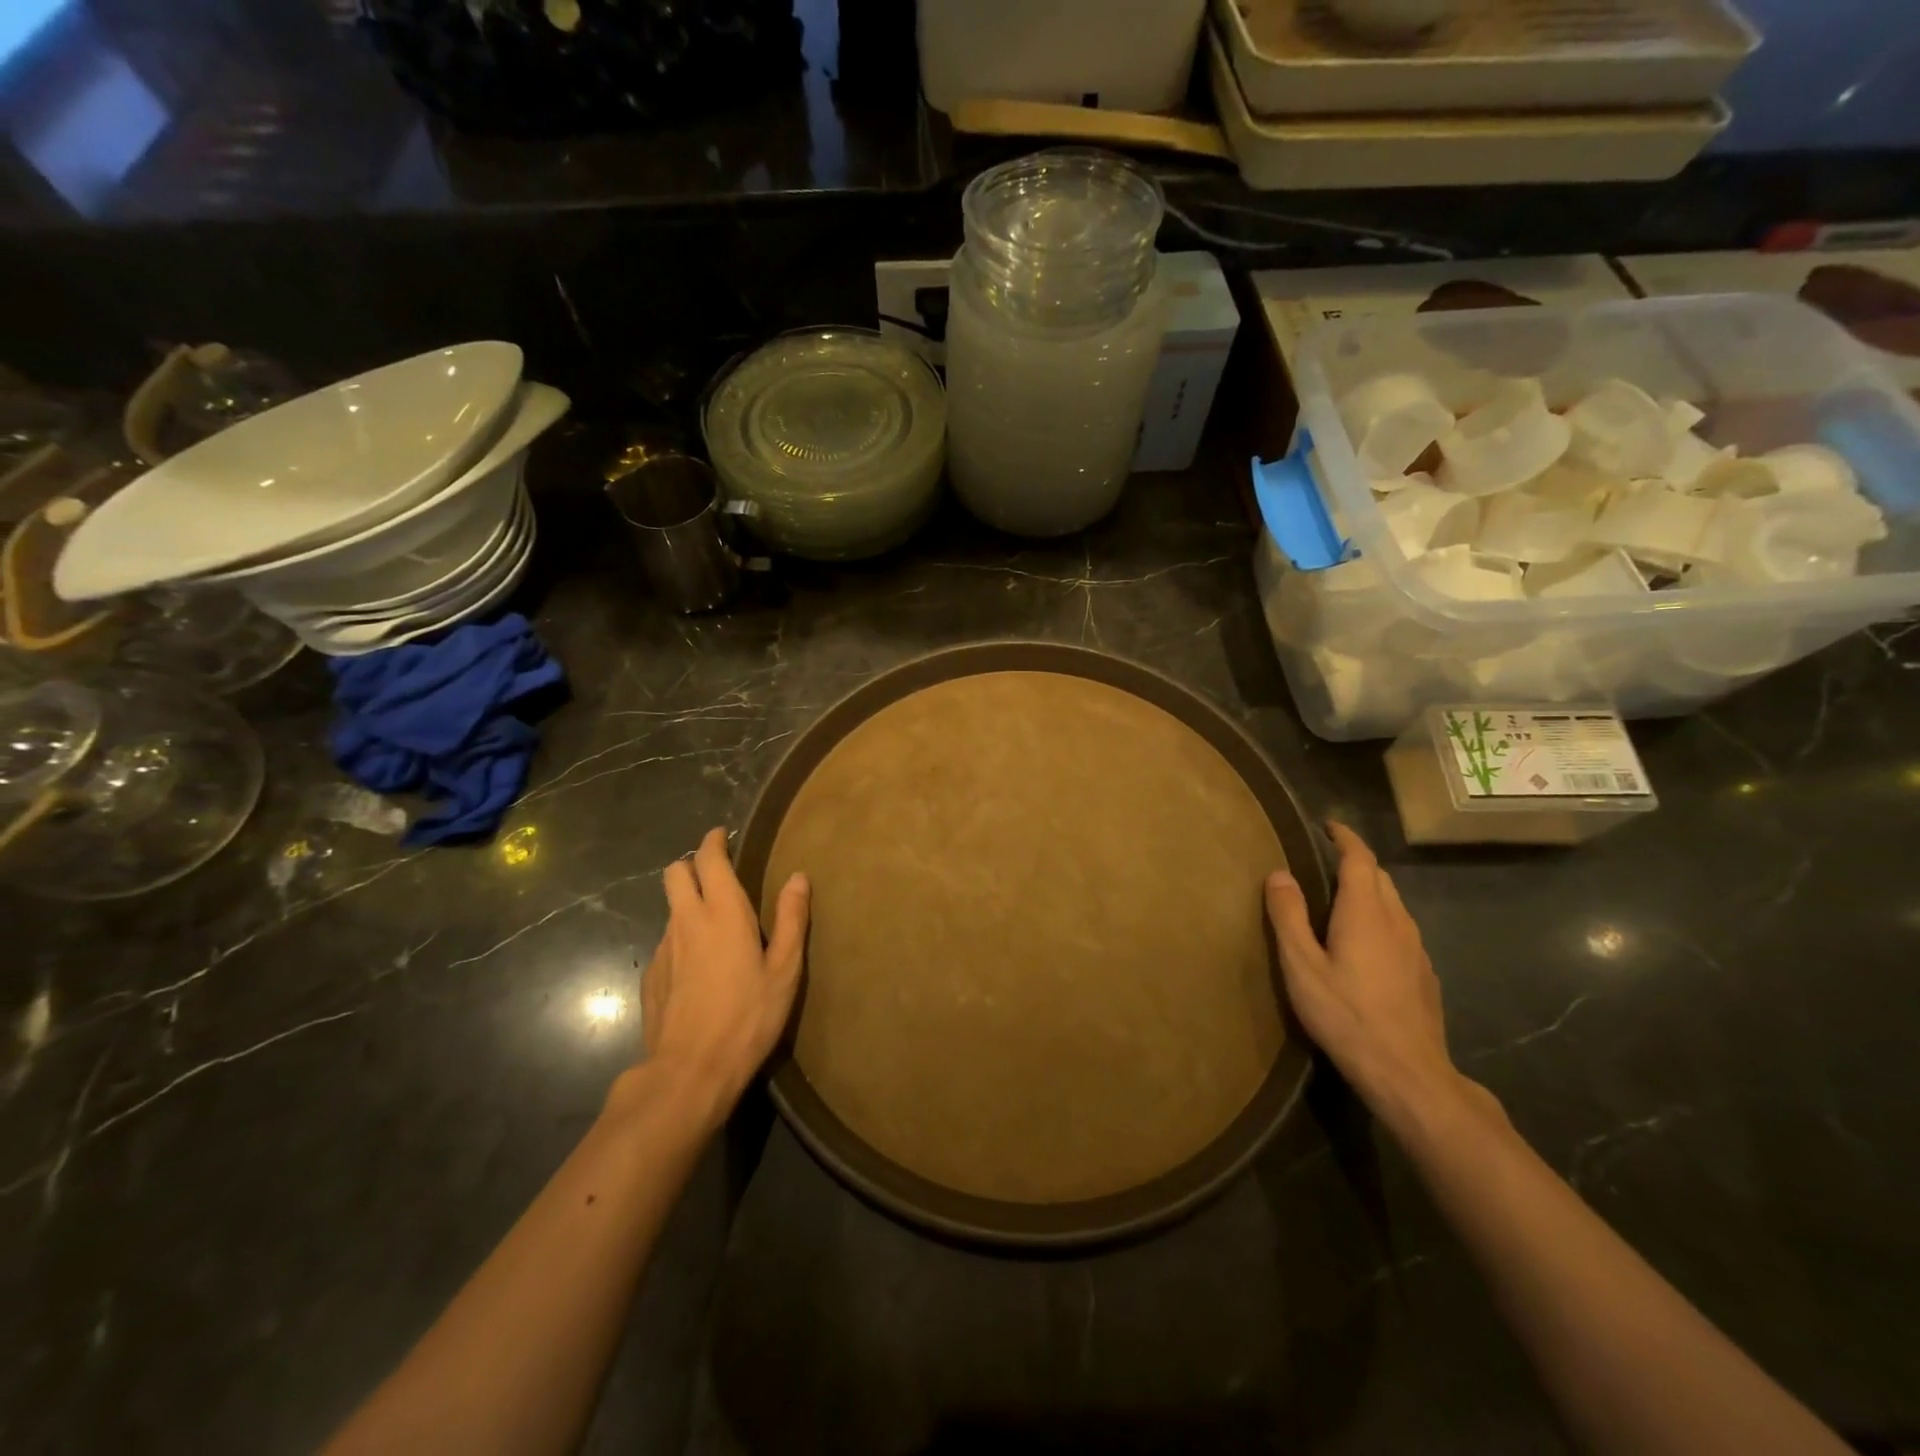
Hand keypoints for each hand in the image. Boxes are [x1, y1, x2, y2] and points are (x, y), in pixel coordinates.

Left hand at [633, 828, 809, 1127]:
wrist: (690, 1072)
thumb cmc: (748, 1017)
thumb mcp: (784, 970)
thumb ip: (791, 919)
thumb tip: (798, 877)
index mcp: (722, 913)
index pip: (708, 859)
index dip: (713, 842)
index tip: (722, 836)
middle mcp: (686, 922)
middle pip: (674, 873)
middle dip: (691, 865)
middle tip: (717, 877)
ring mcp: (663, 950)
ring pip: (671, 910)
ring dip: (688, 906)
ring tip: (716, 931)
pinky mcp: (650, 977)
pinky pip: (666, 944)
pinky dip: (682, 942)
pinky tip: (700, 971)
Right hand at [1265, 822, 1493, 1133]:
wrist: (1408, 1072)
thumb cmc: (1346, 1014)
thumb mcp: (1301, 965)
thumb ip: (1288, 916)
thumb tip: (1279, 873)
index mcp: (1365, 912)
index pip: (1359, 858)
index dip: (1344, 838)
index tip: (1327, 826)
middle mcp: (1396, 921)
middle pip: (1379, 877)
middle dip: (1354, 861)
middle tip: (1324, 860)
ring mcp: (1416, 948)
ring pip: (1393, 903)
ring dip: (1369, 889)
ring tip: (1340, 897)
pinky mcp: (1423, 973)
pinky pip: (1400, 928)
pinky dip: (1380, 917)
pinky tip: (1365, 942)